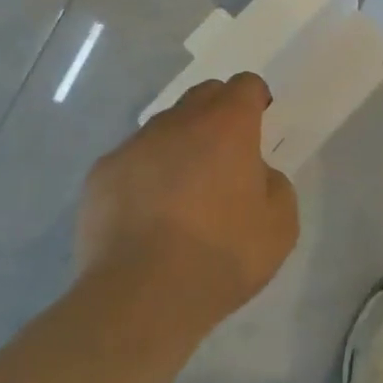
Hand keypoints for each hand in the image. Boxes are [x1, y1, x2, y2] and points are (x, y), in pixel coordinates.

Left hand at [76, 74, 298, 330]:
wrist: (141, 296)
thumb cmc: (221, 256)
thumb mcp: (280, 226)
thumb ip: (276, 185)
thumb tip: (256, 174)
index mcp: (228, 125)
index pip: (245, 85)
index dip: (256, 99)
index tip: (260, 121)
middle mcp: (180, 122)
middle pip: (203, 96)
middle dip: (219, 113)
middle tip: (225, 154)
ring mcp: (136, 145)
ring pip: (165, 127)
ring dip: (180, 144)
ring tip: (182, 190)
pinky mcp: (102, 173)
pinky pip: (132, 159)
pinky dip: (145, 174)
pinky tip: (147, 214)